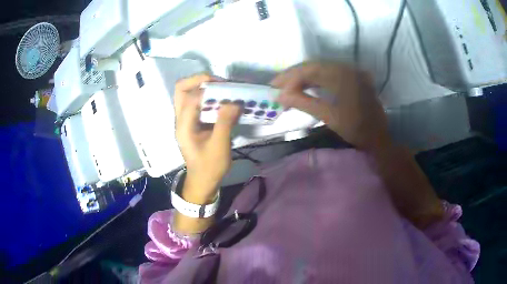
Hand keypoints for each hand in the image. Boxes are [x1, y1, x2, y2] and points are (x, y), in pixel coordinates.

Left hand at [174, 74, 240, 203]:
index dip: (208, 89)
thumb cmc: (209, 167)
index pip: (190, 97)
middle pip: (181, 89)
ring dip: (204, 87)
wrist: (203, 181)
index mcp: (184, 126)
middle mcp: (180, 119)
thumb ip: (225, 122)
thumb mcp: (219, 146)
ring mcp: (185, 120)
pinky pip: (196, 102)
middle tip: (220, 83)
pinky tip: (221, 100)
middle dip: (200, 81)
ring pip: (187, 93)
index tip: (227, 89)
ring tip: (222, 89)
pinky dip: (207, 96)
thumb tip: (235, 101)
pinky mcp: (192, 122)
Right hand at [271, 62, 390, 150]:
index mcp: (342, 75)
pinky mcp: (350, 78)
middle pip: (313, 66)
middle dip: (293, 75)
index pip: (309, 70)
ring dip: (302, 77)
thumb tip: (280, 95)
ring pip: (320, 69)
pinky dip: (314, 80)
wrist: (378, 137)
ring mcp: (349, 72)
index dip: (290, 78)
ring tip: (287, 87)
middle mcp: (345, 68)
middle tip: (276, 85)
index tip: (274, 88)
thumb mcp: (329, 116)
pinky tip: (304, 87)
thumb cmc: (356, 129)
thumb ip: (304, 103)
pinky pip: (328, 74)